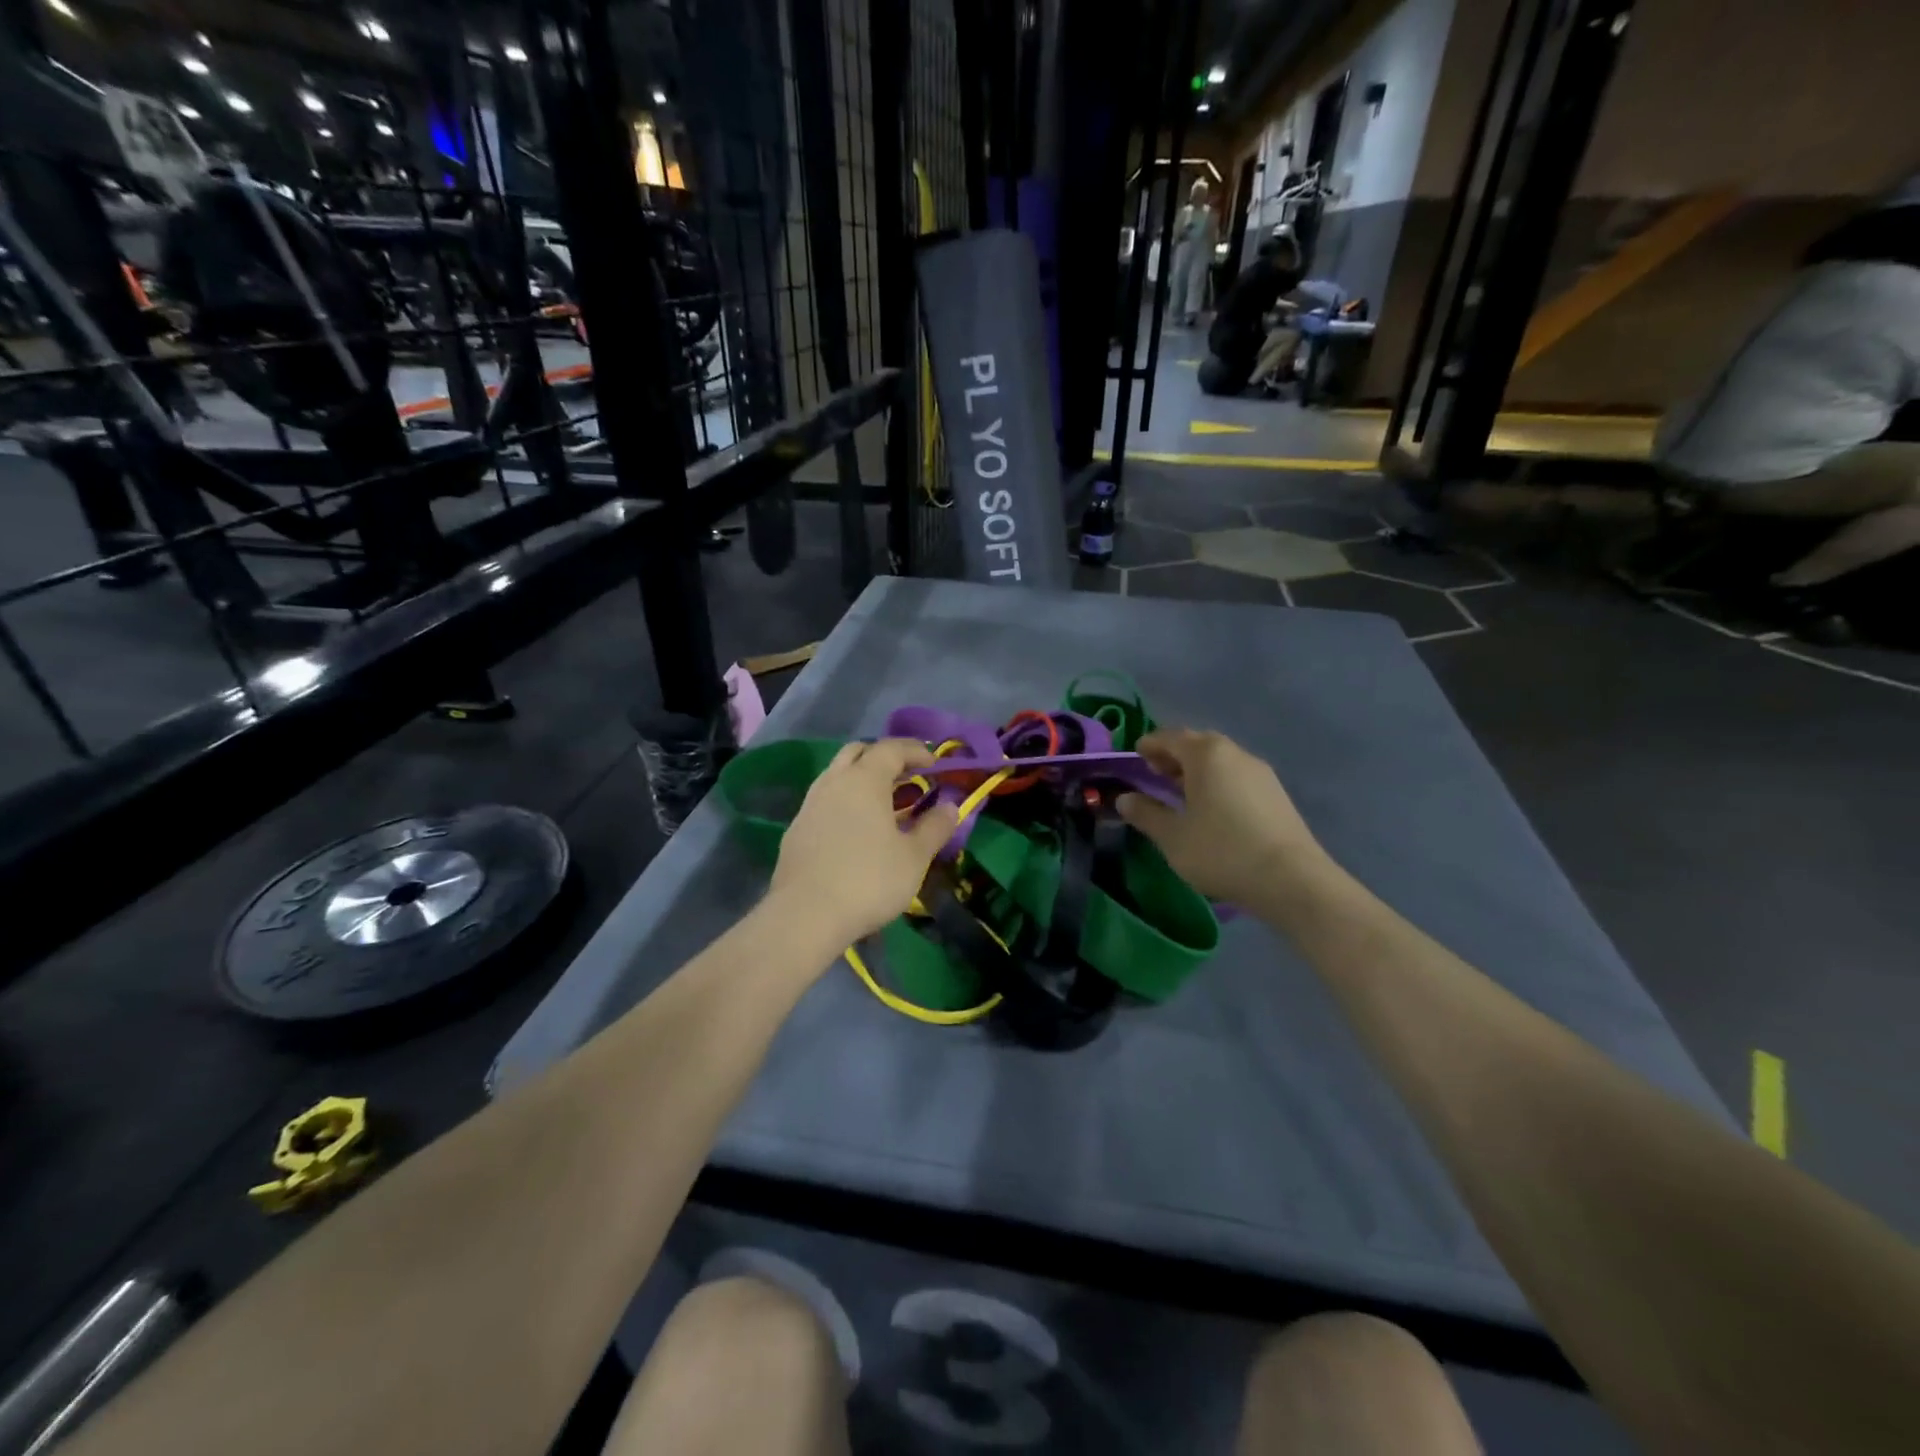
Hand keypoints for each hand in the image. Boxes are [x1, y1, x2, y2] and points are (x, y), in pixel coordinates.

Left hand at [770, 738, 958, 944]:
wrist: (805, 915)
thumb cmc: (869, 880)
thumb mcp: (914, 856)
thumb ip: (934, 827)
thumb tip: (950, 806)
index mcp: (864, 779)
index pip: (892, 748)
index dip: (916, 751)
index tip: (934, 764)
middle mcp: (833, 782)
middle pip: (859, 752)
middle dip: (885, 758)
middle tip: (907, 777)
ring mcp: (810, 805)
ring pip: (838, 776)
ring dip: (862, 780)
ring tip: (885, 805)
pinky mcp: (796, 830)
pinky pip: (825, 801)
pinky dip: (845, 803)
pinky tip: (857, 830)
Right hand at [1116, 729, 1333, 905]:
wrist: (1291, 880)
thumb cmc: (1222, 851)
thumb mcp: (1173, 837)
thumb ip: (1146, 814)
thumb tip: (1124, 799)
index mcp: (1207, 755)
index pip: (1171, 737)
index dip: (1151, 744)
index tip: (1137, 754)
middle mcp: (1235, 754)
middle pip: (1198, 744)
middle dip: (1174, 755)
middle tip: (1155, 772)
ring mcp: (1261, 773)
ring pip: (1220, 760)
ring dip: (1197, 769)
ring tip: (1180, 791)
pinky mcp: (1276, 794)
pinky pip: (1237, 777)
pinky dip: (1217, 782)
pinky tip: (1211, 807)